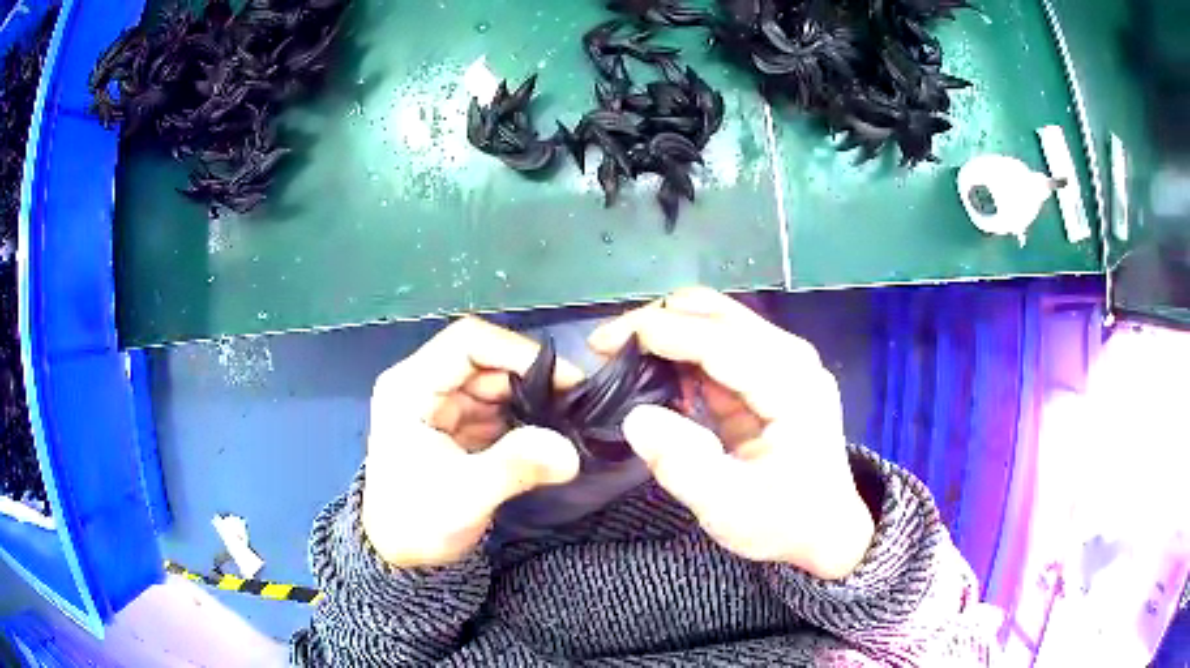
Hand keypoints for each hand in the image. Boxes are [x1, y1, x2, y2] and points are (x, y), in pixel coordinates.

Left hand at [363, 317, 582, 567]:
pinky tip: (550, 434)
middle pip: (486, 361)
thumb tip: (571, 451)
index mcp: (410, 388)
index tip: (564, 380)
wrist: (400, 555)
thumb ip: (516, 466)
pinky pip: (497, 408)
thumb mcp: (466, 496)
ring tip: (569, 421)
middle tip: (577, 405)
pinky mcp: (456, 425)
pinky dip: (524, 418)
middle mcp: (424, 385)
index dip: (518, 352)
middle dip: (533, 379)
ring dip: (532, 399)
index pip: (468, 343)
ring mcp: (441, 405)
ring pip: (496, 383)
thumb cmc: (417, 522)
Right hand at [590, 288, 873, 579]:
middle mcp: (791, 360)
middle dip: (659, 322)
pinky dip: (683, 356)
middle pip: (718, 316)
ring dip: (668, 334)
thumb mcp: (729, 508)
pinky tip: (655, 375)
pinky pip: (720, 351)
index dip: (657, 333)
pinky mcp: (771, 377)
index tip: (602, 342)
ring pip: (717, 325)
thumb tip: (635, 415)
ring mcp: (784, 365)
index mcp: (791, 385)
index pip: (718, 340)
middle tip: (608, 347)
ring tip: (622, 358)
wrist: (826, 533)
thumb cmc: (784, 524)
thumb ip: (681, 463)